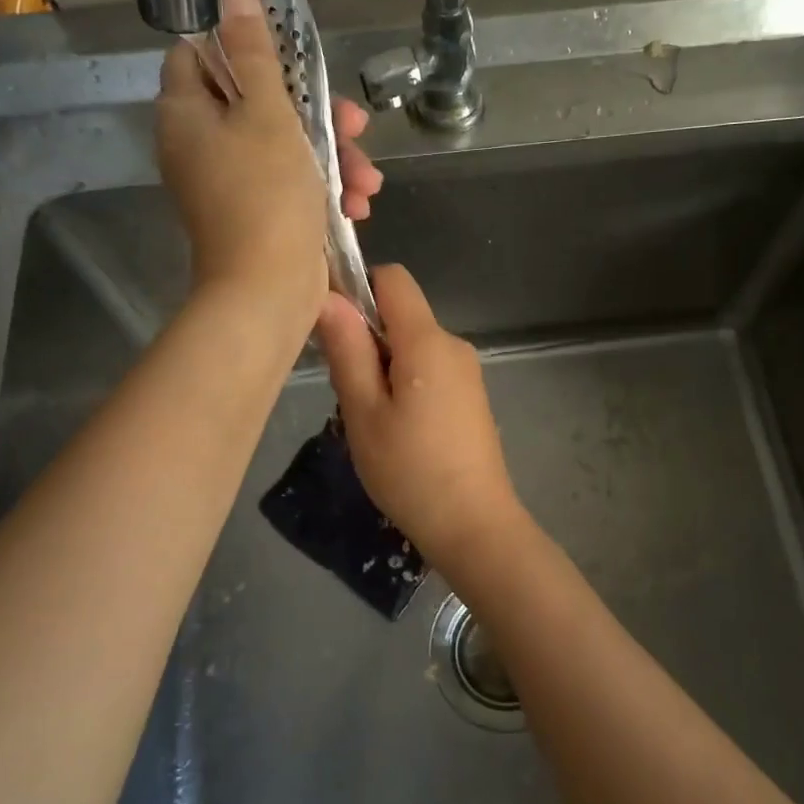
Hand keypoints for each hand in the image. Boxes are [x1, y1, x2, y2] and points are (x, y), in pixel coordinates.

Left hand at [156, 0, 383, 333]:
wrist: (268, 291)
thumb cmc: (266, 195)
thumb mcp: (267, 114)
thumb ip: (256, 51)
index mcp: (187, 115)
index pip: (199, 56)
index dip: (245, 49)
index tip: (292, 61)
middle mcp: (200, 146)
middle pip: (257, 104)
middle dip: (316, 115)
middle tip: (355, 125)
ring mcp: (229, 184)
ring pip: (284, 147)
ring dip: (333, 159)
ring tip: (368, 181)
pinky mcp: (257, 214)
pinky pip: (290, 185)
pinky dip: (323, 190)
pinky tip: (358, 204)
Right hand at [317, 264, 527, 564]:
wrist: (474, 525)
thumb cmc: (410, 470)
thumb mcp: (364, 411)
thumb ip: (347, 350)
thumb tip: (328, 297)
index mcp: (428, 340)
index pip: (392, 278)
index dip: (358, 288)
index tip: (332, 328)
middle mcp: (454, 345)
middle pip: (401, 315)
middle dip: (366, 338)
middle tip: (346, 390)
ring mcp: (467, 372)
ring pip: (412, 345)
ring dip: (383, 366)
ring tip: (369, 418)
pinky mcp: (471, 396)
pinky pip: (429, 369)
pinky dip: (404, 383)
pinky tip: (395, 429)